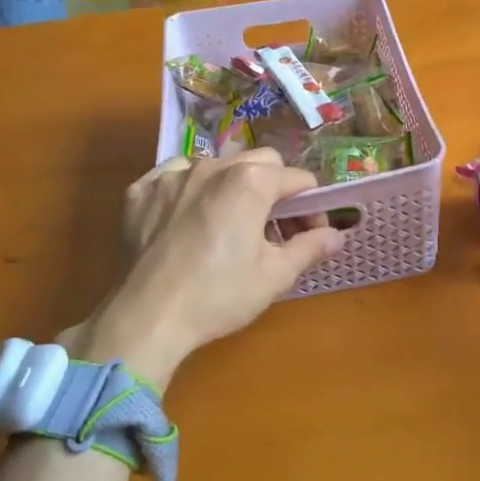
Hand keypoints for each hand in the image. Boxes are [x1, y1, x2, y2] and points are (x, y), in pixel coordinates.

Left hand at [72, 150, 341, 387]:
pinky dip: (188, 190)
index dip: (312, 206)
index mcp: (251, 181)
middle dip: (275, 187)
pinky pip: (174, 177)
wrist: (146, 318)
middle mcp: (213, 166)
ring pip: (217, 166)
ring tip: (229, 223)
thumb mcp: (274, 275)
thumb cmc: (218, 296)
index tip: (310, 233)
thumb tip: (338, 234)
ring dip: (232, 186)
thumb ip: (310, 247)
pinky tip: (187, 219)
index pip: (298, 179)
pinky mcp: (141, 191)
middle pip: (260, 162)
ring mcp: (172, 176)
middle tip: (273, 226)